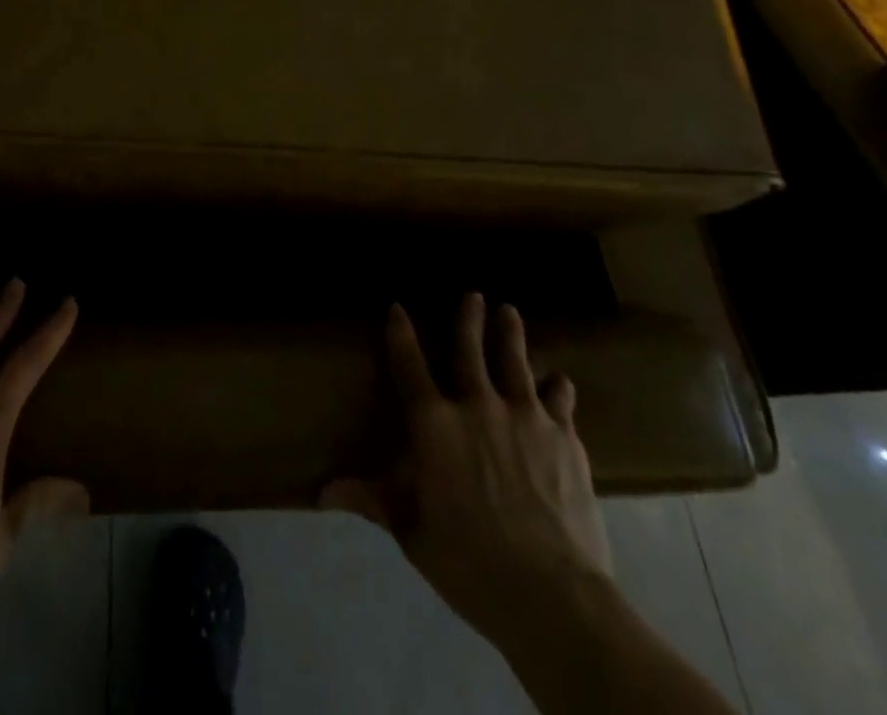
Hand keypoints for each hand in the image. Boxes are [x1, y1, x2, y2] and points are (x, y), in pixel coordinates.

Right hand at [321, 295, 610, 640]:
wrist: (551, 593)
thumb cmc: (468, 561)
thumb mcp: (411, 531)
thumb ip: (372, 499)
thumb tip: (322, 491)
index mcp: (434, 425)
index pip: (409, 366)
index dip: (400, 334)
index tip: (397, 307)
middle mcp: (477, 405)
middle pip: (469, 350)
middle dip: (468, 319)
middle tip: (473, 294)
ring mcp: (524, 417)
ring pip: (515, 362)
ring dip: (510, 334)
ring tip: (509, 312)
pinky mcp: (564, 437)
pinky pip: (559, 402)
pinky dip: (558, 389)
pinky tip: (562, 380)